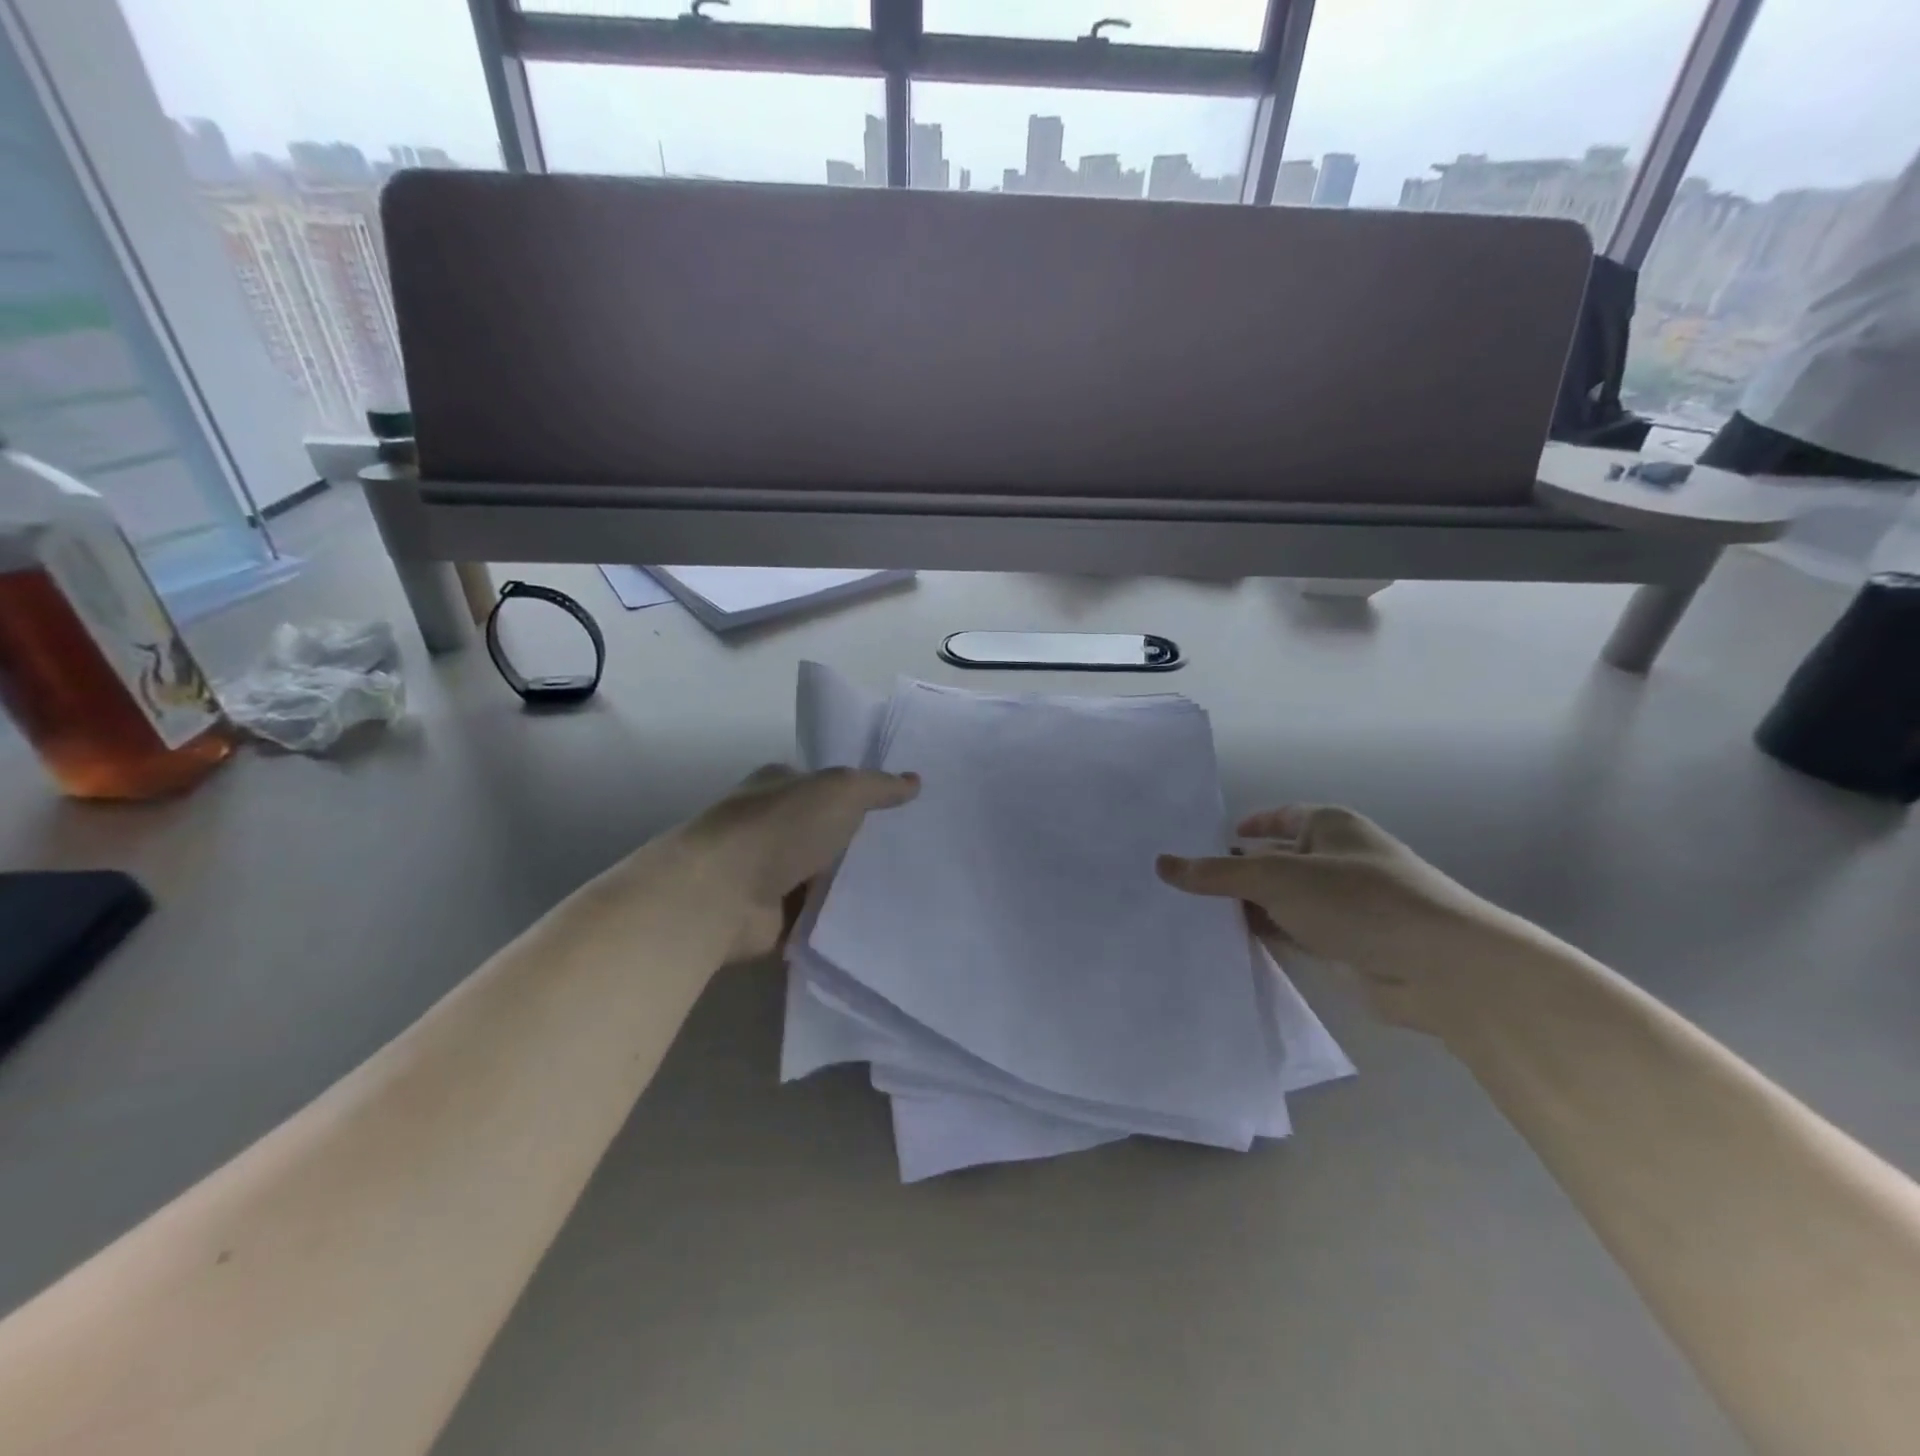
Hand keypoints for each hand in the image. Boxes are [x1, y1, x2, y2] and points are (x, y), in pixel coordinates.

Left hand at [685, 764, 919, 962]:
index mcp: (778, 784)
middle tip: (910, 851)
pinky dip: (836, 917)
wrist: (722, 893)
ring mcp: (766, 871)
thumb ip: (878, 787)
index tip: (899, 810)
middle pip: (824, 830)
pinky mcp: (769, 914)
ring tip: (905, 888)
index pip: (823, 784)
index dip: (858, 794)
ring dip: (848, 883)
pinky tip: (875, 919)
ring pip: (821, 874)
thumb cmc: (780, 828)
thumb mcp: (841, 792)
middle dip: (858, 841)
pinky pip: (814, 913)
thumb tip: (914, 781)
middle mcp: (769, 824)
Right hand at [1157, 806, 1519, 1035]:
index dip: (1246, 826)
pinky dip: (1264, 935)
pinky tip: (1226, 944)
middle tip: (1180, 883)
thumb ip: (1218, 873)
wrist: (1441, 970)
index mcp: (1329, 827)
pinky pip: (1292, 933)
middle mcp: (1335, 860)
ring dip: (1245, 907)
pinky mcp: (1343, 945)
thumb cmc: (1358, 900)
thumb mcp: (1277, 878)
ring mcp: (1341, 905)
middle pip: (1273, 860)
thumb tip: (1163, 864)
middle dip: (1234, 871)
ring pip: (1280, 900)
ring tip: (1190, 914)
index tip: (1205, 839)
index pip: (1279, 818)